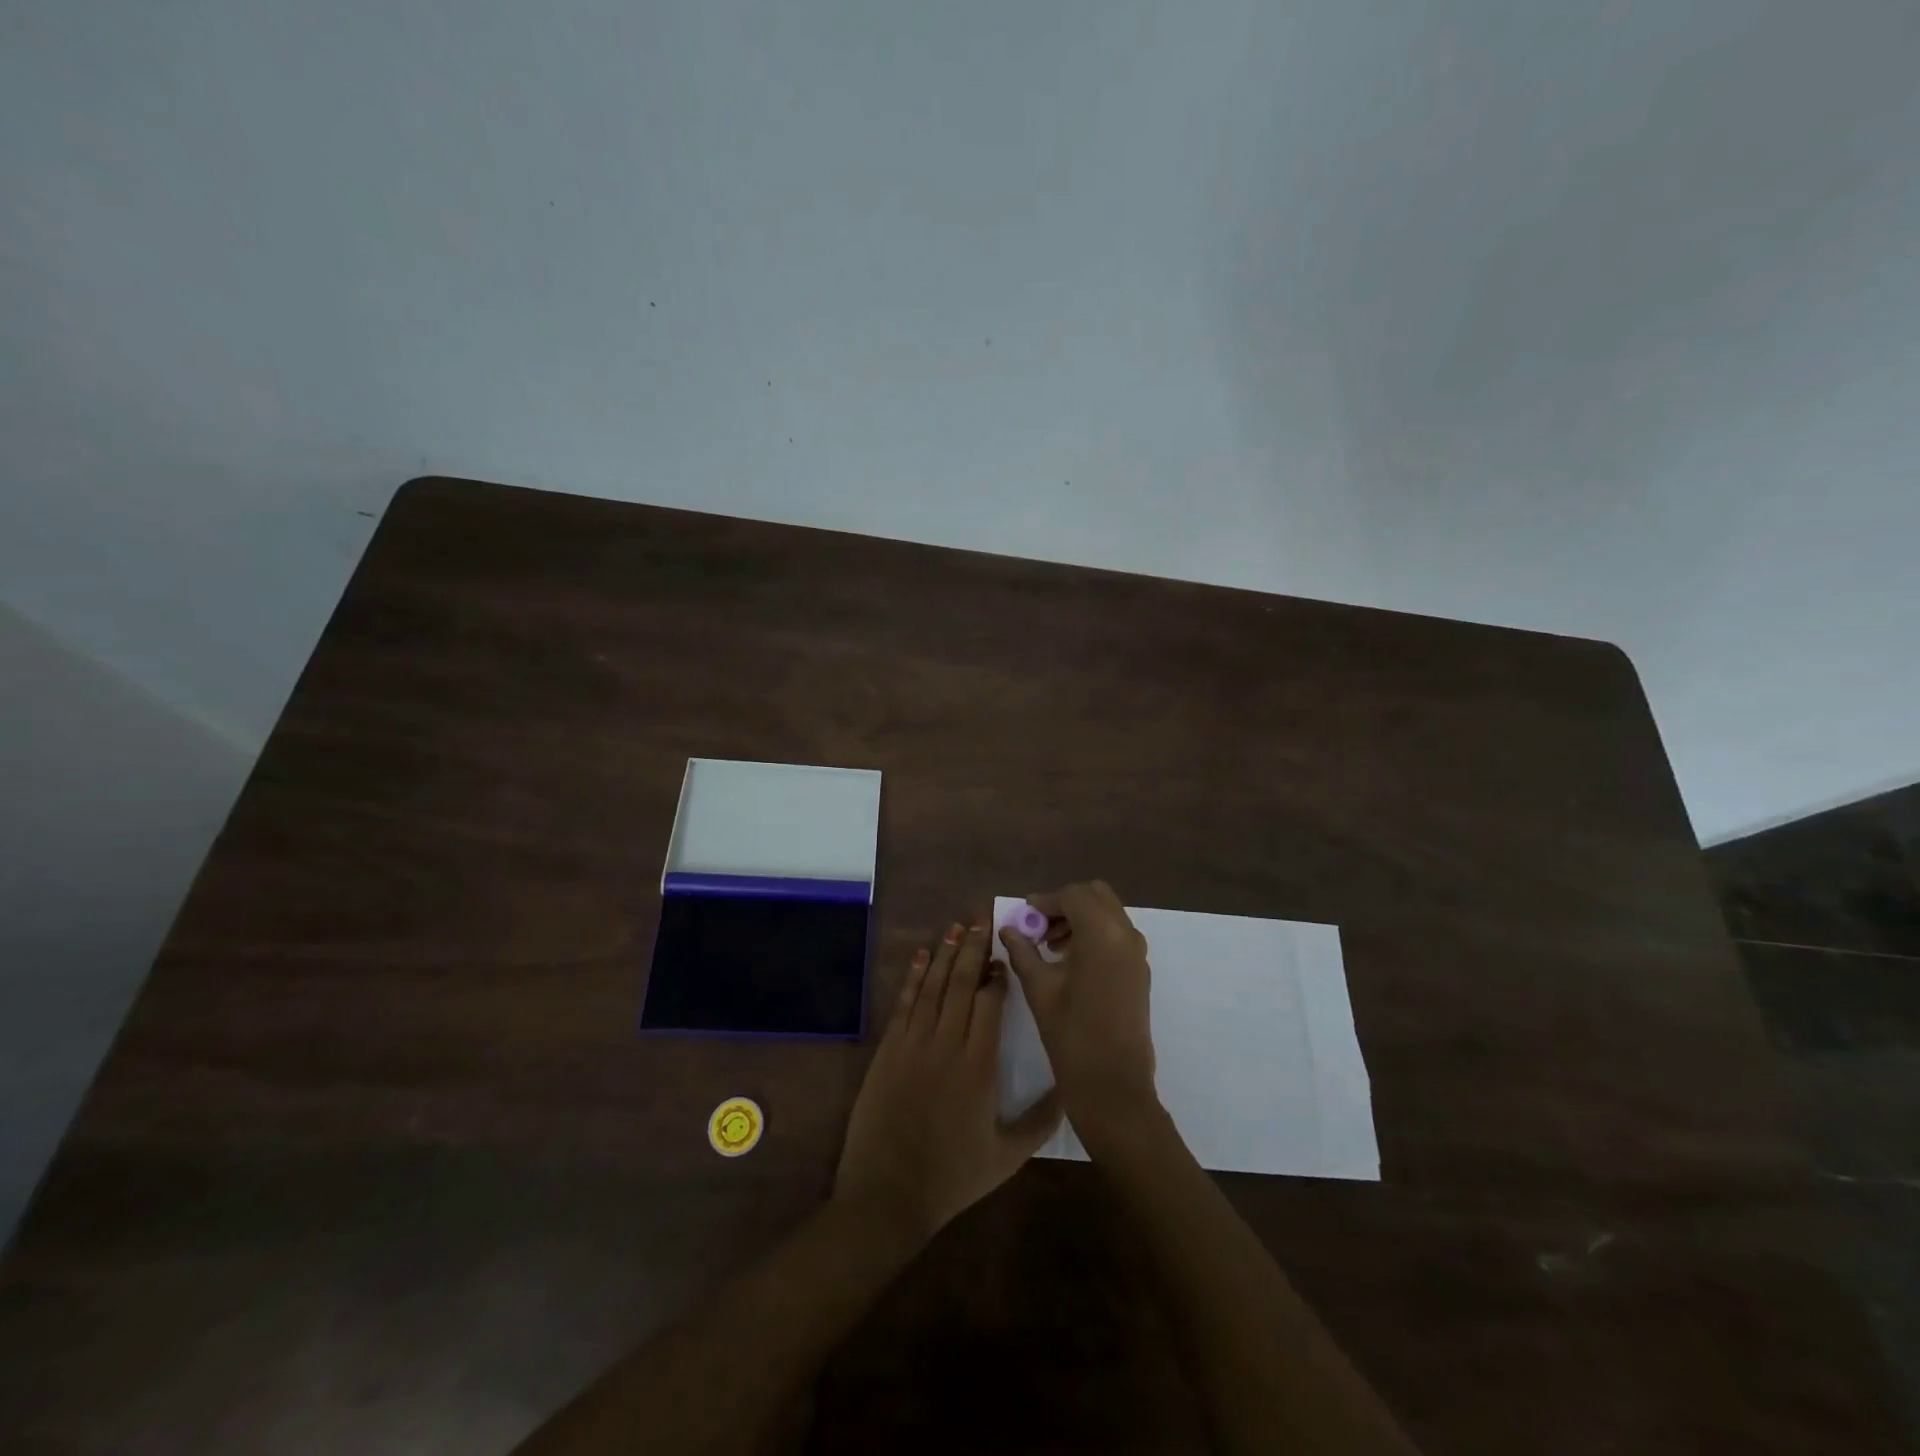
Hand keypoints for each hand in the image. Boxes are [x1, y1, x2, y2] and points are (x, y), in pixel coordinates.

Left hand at [834, 921, 1061, 1247]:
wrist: (887, 1193)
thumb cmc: (952, 1177)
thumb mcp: (1007, 1157)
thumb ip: (1041, 1121)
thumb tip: (1069, 1088)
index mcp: (979, 1067)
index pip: (990, 1005)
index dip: (998, 976)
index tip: (1004, 957)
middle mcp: (947, 1045)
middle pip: (962, 985)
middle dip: (973, 949)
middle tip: (982, 920)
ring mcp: (913, 1044)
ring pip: (932, 987)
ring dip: (945, 954)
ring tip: (956, 927)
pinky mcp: (888, 1050)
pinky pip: (904, 1004)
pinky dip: (913, 978)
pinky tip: (921, 957)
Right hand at [998, 881, 1157, 1144]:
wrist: (1113, 1085)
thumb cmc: (1071, 1034)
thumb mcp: (1039, 988)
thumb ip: (1022, 951)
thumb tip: (1008, 929)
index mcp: (1101, 933)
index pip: (1072, 895)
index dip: (1045, 901)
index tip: (1024, 916)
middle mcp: (1126, 934)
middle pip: (1096, 896)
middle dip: (1066, 904)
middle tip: (1040, 928)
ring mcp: (1138, 953)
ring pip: (1109, 913)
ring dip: (1081, 918)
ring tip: (1051, 947)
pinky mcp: (1140, 971)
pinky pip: (1117, 935)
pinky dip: (1095, 934)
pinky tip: (1071, 962)